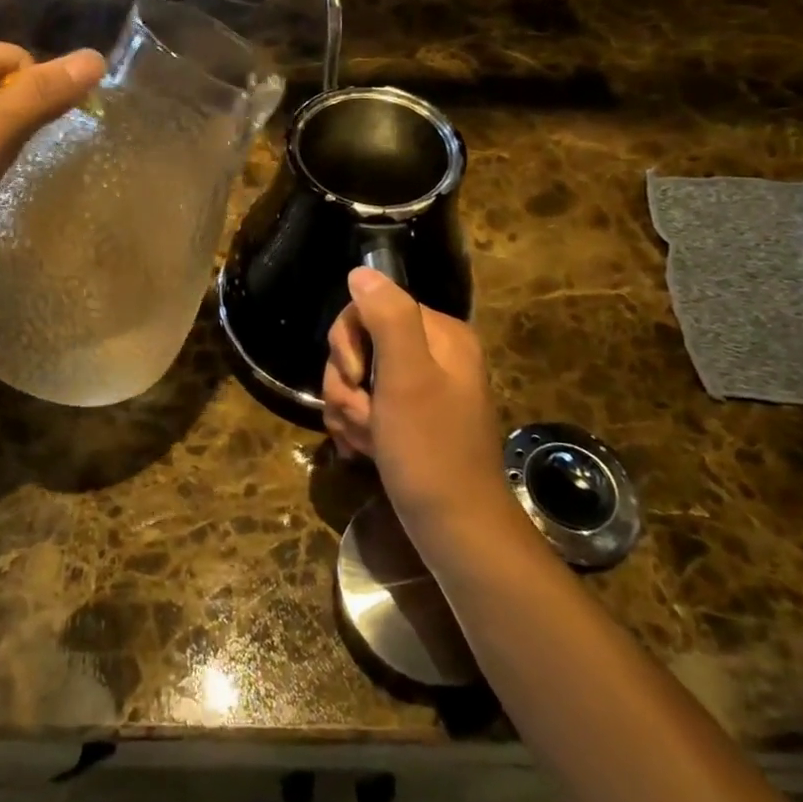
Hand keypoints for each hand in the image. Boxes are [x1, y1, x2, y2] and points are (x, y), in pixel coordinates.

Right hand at [324, 268, 521, 551]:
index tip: (356, 376)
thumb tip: (362, 271)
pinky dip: (356, 427)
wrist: (455, 530)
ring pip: (355, 379)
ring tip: (366, 440)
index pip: (370, 307)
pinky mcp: (406, 419)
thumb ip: (387, 318)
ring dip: (348, 410)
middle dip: (347, 383)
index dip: (348, 341)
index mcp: (440, 335)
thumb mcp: (407, 378)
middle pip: (358, 344)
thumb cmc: (430, 451)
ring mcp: (418, 389)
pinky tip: (364, 451)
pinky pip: (364, 406)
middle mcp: (432, 355)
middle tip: (363, 416)